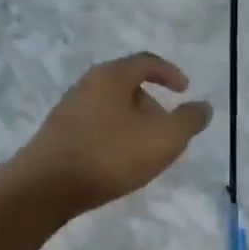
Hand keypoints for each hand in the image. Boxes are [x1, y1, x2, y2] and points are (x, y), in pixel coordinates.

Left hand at [15, 54, 212, 214]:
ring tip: (145, 152)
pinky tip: (118, 164)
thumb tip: (203, 107)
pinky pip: (95, 127)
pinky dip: (114, 137)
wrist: (45, 187)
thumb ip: (188, 121)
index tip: (185, 90)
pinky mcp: (57, 135)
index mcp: (111, 76)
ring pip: (111, 109)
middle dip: (152, 105)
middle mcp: (87, 85)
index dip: (170, 73)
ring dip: (133, 124)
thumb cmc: (110, 155)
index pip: (146, 62)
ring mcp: (68, 110)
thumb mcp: (163, 139)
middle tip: (167, 131)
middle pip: (127, 85)